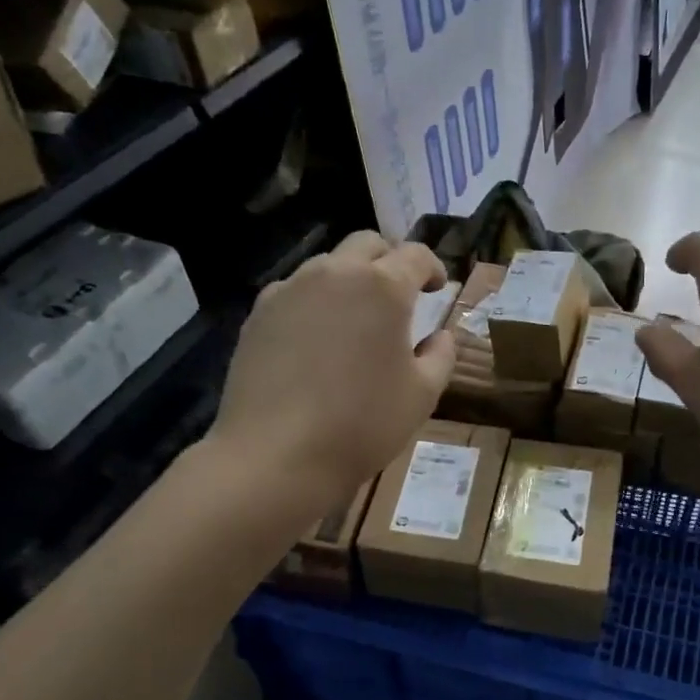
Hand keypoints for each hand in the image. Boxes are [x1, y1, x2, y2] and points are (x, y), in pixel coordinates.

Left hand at [212, 232, 455, 508]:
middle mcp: (335, 274)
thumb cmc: (363, 424)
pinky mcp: (258, 314)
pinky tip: (315, 339)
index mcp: (383, 287)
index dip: (431, 267)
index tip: (437, 288)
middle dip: (389, 261)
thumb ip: (441, 355)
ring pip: (326, 265)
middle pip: (367, 244)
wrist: (278, 455)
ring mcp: (290, 290)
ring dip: (349, 279)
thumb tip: (441, 335)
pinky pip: (294, 292)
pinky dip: (314, 302)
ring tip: (355, 318)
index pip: (415, 254)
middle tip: (399, 294)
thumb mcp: (422, 395)